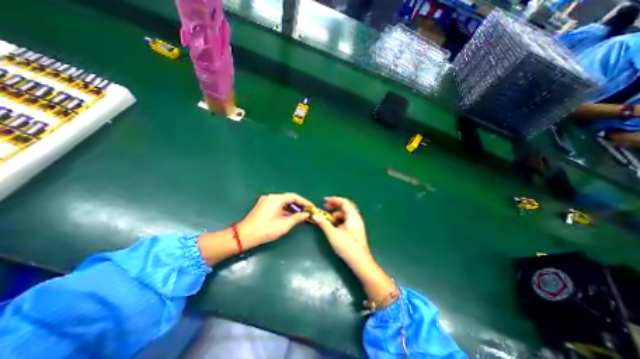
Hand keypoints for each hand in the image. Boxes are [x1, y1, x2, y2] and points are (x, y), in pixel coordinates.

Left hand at [238, 194, 312, 249]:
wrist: (244, 236)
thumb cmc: (266, 229)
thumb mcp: (284, 224)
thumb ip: (297, 218)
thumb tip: (306, 214)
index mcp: (276, 198)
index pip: (294, 197)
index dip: (304, 202)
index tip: (312, 207)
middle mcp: (271, 197)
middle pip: (288, 198)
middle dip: (299, 205)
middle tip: (308, 211)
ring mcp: (266, 201)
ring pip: (283, 202)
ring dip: (292, 208)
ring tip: (301, 214)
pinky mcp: (263, 206)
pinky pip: (277, 206)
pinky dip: (285, 210)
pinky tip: (291, 216)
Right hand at [315, 196, 397, 304]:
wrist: (360, 262)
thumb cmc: (347, 247)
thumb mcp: (333, 234)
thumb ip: (323, 224)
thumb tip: (315, 215)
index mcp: (353, 216)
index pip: (344, 202)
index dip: (334, 199)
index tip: (324, 200)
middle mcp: (356, 218)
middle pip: (345, 207)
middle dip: (334, 206)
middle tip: (325, 208)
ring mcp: (356, 224)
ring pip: (345, 214)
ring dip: (336, 214)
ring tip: (328, 219)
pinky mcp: (355, 230)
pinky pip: (346, 220)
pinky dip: (339, 220)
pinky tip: (333, 225)